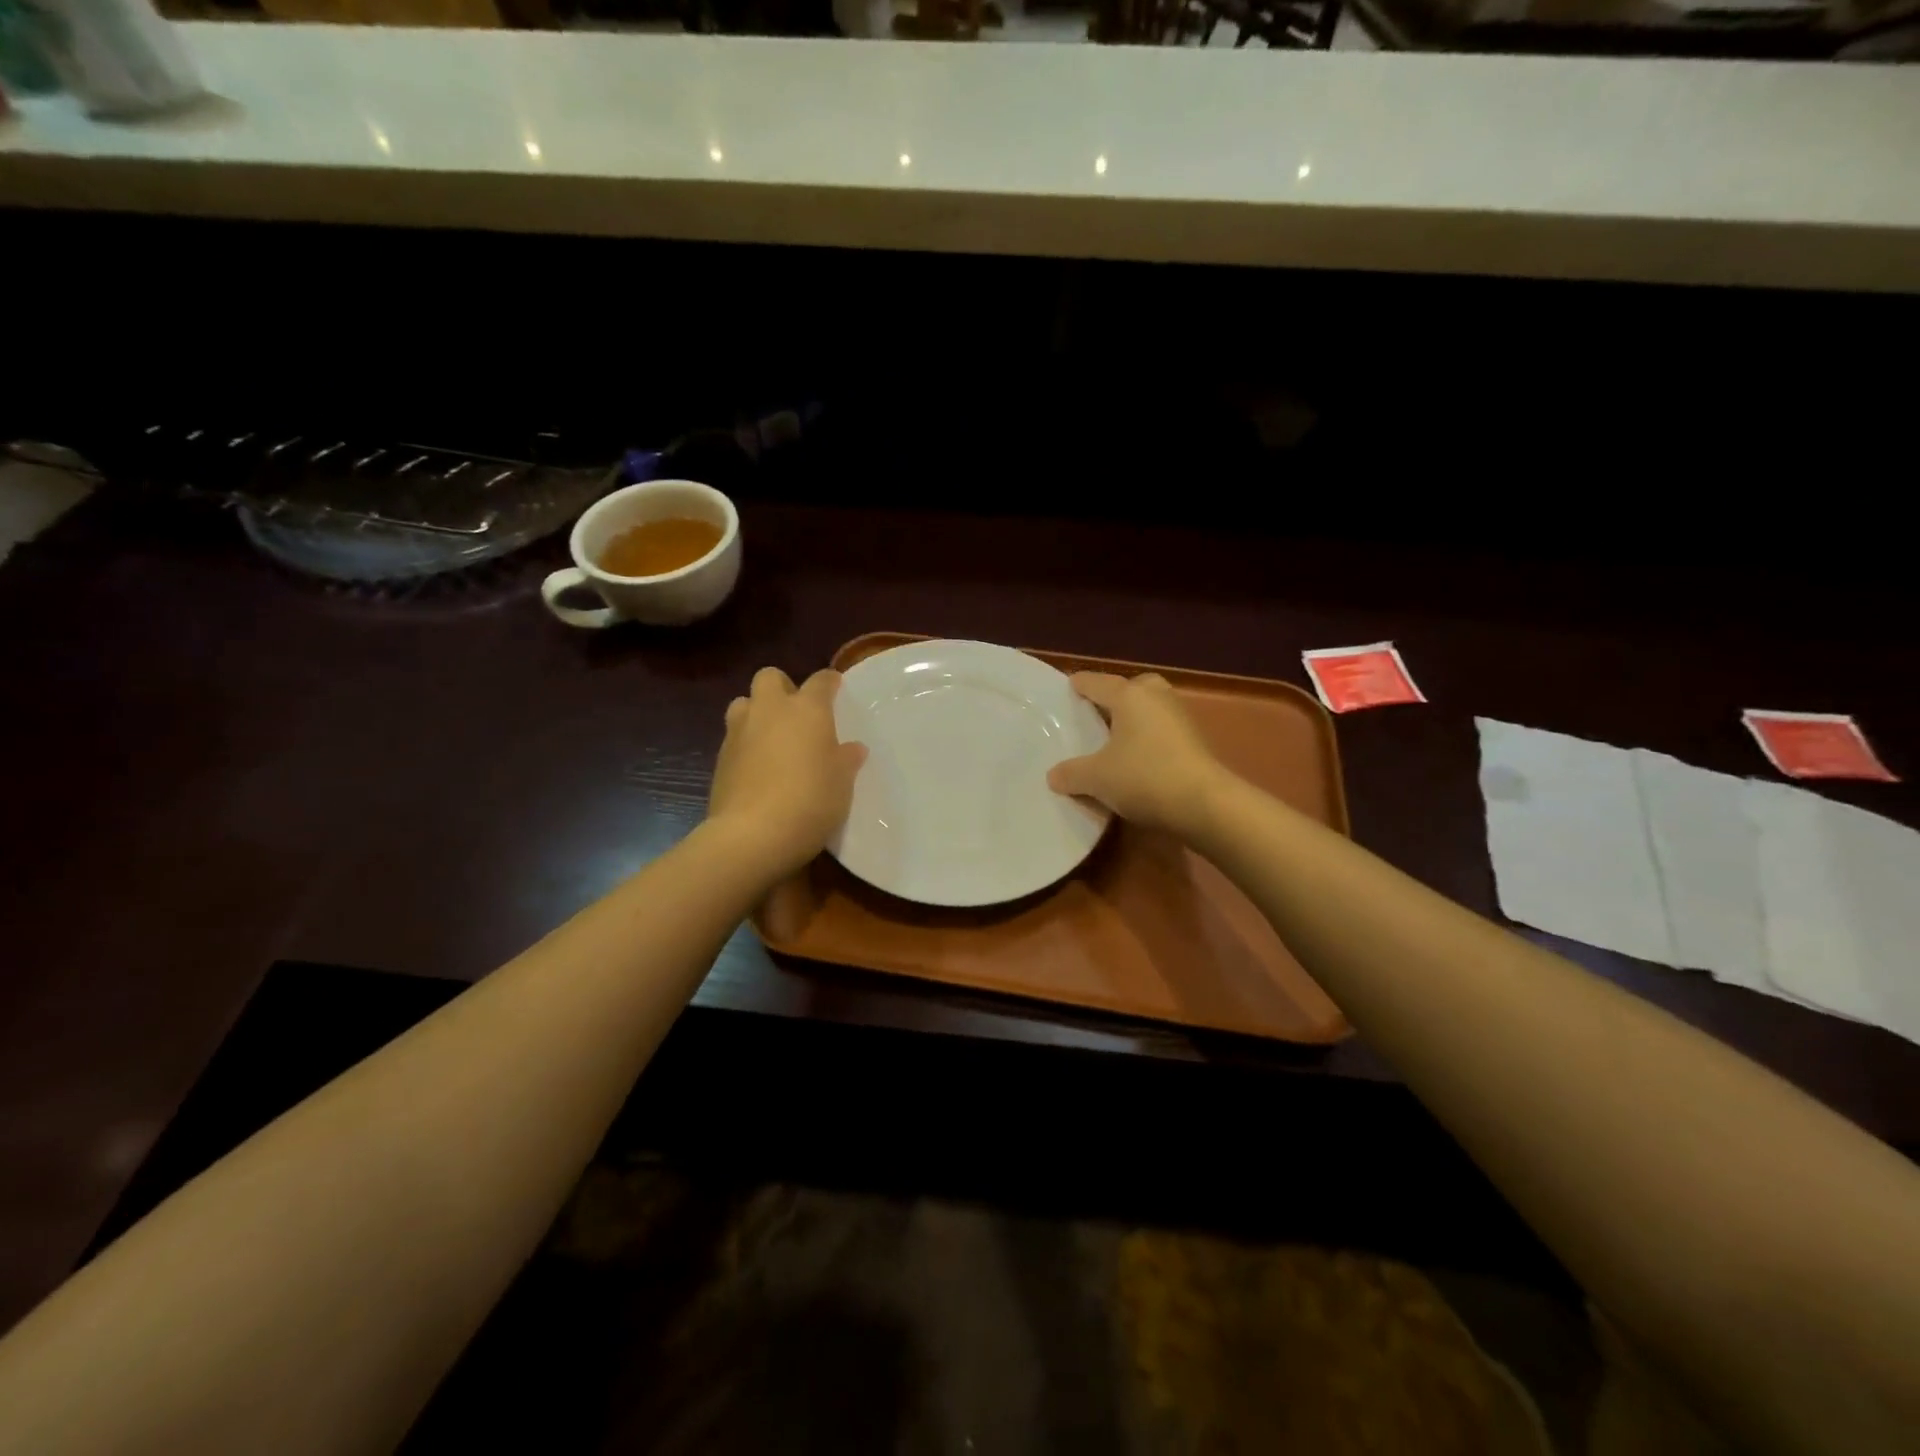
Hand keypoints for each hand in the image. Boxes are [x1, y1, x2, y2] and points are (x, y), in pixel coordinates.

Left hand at [708, 667, 866, 876]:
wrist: (751, 835)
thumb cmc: (810, 801)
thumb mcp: (842, 783)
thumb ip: (846, 760)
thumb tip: (852, 748)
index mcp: (807, 709)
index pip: (820, 681)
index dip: (829, 683)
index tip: (836, 689)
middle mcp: (770, 710)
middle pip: (770, 677)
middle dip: (783, 687)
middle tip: (796, 712)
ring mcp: (739, 732)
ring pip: (743, 703)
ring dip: (757, 712)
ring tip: (772, 737)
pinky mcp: (720, 758)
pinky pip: (734, 737)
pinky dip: (745, 744)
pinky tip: (758, 768)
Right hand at [1046, 672, 1227, 838]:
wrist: (1204, 803)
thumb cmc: (1144, 777)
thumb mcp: (1096, 778)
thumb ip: (1071, 774)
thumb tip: (1054, 776)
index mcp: (1129, 695)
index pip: (1096, 682)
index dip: (1079, 685)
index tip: (1067, 688)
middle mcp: (1156, 697)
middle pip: (1132, 687)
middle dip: (1115, 697)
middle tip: (1097, 715)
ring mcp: (1180, 717)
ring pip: (1150, 708)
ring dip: (1134, 719)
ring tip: (1114, 741)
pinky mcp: (1195, 740)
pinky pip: (1163, 730)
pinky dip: (1149, 738)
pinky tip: (1137, 760)